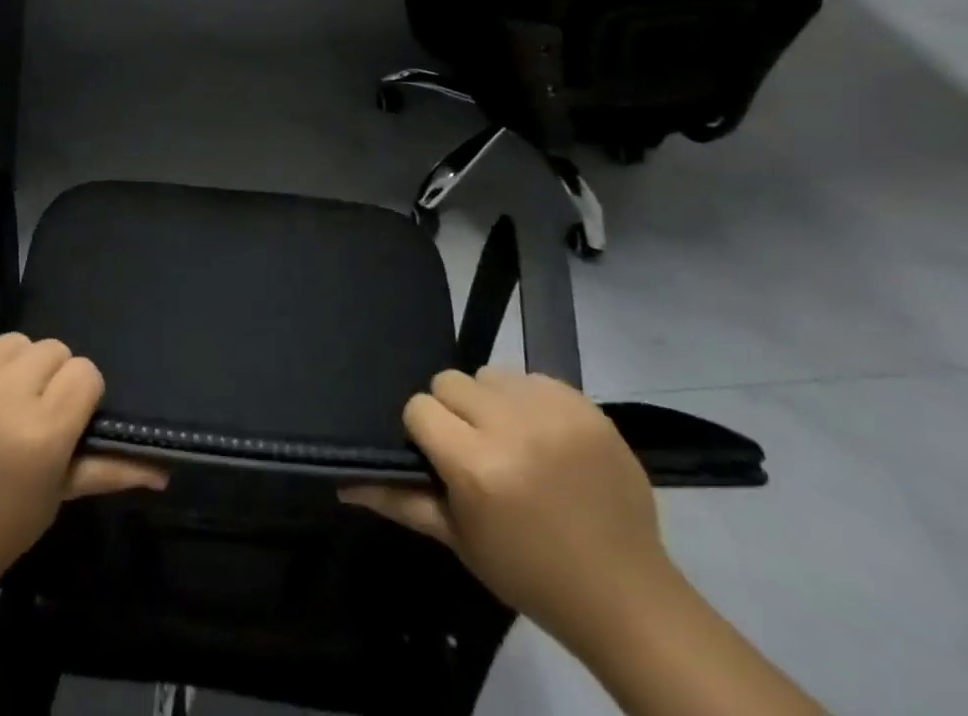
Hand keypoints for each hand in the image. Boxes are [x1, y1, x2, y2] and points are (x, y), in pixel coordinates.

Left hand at [0, 332, 165, 604]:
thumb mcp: (58, 495)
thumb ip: (111, 468)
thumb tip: (165, 467)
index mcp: (41, 432)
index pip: (85, 373)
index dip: (80, 396)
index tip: (65, 420)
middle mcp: (2, 398)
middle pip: (52, 350)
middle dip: (48, 379)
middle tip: (30, 414)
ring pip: (13, 340)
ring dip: (13, 366)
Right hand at [341, 368, 678, 656]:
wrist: (626, 594)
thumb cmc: (531, 573)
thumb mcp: (460, 540)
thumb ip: (400, 500)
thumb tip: (341, 481)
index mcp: (476, 466)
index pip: (420, 407)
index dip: (425, 433)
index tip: (443, 460)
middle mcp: (511, 427)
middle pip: (450, 381)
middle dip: (456, 413)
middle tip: (477, 451)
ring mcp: (552, 411)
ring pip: (490, 374)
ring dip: (492, 402)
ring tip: (513, 443)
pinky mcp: (584, 404)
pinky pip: (531, 377)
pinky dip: (530, 401)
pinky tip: (545, 439)